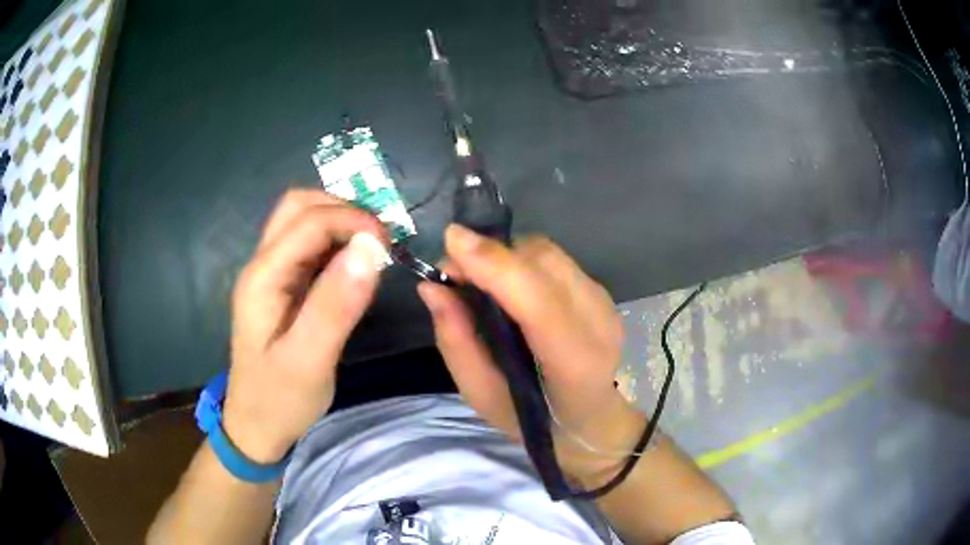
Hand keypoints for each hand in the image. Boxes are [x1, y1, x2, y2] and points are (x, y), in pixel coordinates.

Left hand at [223, 189, 389, 463]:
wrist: (257, 426)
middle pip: (299, 207)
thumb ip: (336, 305)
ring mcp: (271, 275)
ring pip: (303, 222)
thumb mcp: (309, 360)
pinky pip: (309, 248)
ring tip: (374, 247)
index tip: (390, 246)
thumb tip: (370, 248)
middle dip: (344, 209)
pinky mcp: (283, 287)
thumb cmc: (280, 399)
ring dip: (341, 222)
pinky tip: (356, 264)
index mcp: (263, 277)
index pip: (308, 221)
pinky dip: (337, 243)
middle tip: (381, 239)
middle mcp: (262, 265)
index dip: (353, 221)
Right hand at [417, 225, 646, 485]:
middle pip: (543, 262)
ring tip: (479, 278)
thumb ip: (458, 342)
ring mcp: (605, 303)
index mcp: (574, 363)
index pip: (539, 303)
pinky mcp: (601, 292)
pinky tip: (509, 286)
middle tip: (455, 272)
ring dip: (506, 255)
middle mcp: (598, 323)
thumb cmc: (533, 421)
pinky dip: (522, 262)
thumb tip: (432, 287)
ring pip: (548, 253)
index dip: (495, 265)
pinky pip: (554, 260)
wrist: (591, 420)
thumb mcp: (481, 396)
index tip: (451, 240)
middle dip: (492, 255)